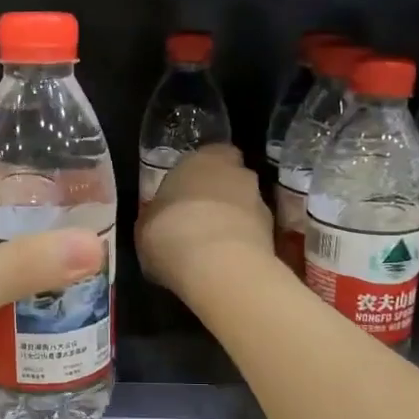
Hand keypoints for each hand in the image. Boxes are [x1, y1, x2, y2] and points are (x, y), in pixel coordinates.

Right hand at [136, 145, 272, 299]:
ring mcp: (260, 202)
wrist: (216, 265)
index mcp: (201, 159)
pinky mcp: (273, 234)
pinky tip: (225, 263)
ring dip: (234, 220)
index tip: (187, 192)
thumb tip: (157, 222)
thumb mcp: (145, 225)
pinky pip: (253, 234)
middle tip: (200, 218)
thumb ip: (157, 215)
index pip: (210, 154)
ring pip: (245, 206)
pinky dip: (243, 244)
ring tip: (213, 247)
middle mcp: (236, 172)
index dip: (200, 173)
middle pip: (231, 178)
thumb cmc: (170, 233)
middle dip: (220, 195)